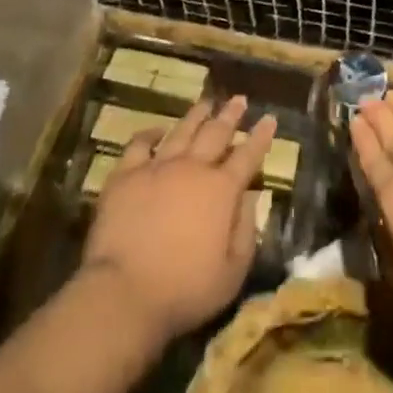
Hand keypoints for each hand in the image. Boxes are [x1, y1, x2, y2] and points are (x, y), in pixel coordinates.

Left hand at [80, 96, 277, 344]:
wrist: (123, 294)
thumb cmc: (185, 291)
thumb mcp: (232, 273)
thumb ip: (246, 231)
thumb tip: (251, 198)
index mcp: (222, 190)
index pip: (248, 156)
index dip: (261, 137)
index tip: (269, 119)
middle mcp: (193, 169)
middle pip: (216, 133)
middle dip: (230, 115)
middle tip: (239, 99)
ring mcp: (157, 168)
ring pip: (182, 131)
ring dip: (197, 115)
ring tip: (206, 103)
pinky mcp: (125, 176)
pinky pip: (139, 144)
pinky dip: (150, 133)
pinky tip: (158, 130)